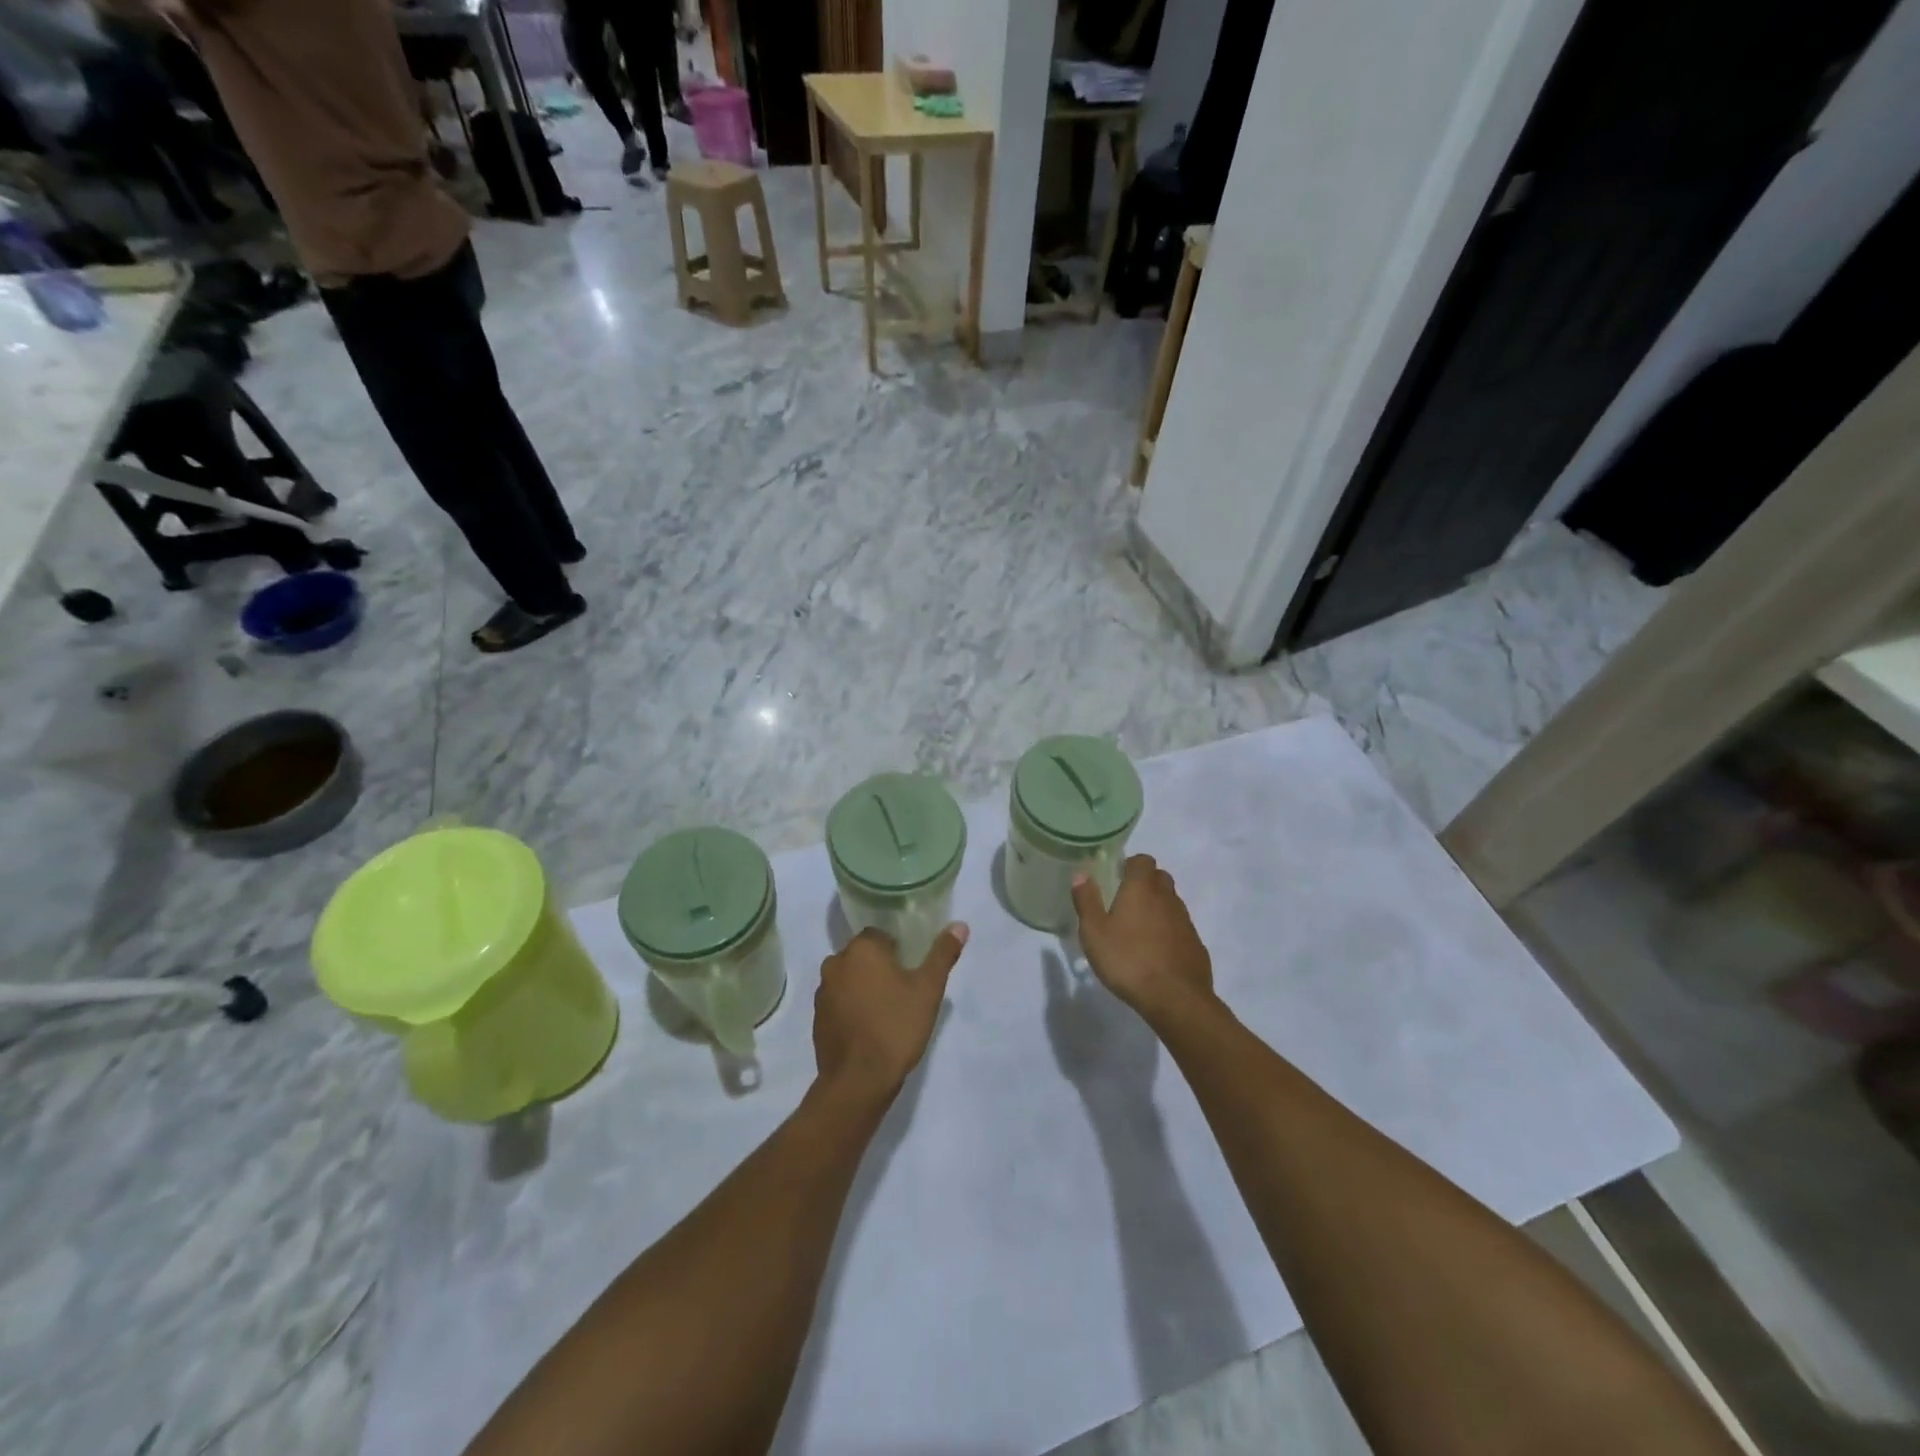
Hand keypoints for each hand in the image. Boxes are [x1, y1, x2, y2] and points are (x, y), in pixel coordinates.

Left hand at [814, 924, 967, 1102]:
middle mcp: (835, 964)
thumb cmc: (896, 1026)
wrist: (859, 1080)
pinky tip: (869, 1029)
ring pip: (849, 979)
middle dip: (880, 969)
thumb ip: (942, 954)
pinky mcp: (817, 1019)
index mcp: (861, 949)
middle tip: (903, 992)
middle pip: (863, 957)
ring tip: (887, 1012)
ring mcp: (823, 993)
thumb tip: (960, 925)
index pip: (880, 936)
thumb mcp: (928, 989)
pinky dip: (852, 1009)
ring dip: (864, 988)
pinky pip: (839, 1003)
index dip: (898, 951)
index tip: (912, 971)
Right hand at [1071, 855, 1212, 1017]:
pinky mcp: (1196, 944)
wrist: (1175, 998)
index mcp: (1142, 888)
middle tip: (1125, 902)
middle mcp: (1167, 898)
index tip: (1117, 878)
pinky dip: (1169, 931)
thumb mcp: (1094, 932)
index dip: (1130, 865)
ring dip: (1157, 908)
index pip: (1143, 860)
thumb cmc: (1128, 960)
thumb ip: (1086, 901)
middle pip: (1160, 878)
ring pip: (1172, 902)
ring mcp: (1185, 921)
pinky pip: (1180, 927)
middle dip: (1145, 883)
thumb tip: (1081, 874)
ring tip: (1138, 929)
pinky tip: (1156, 952)